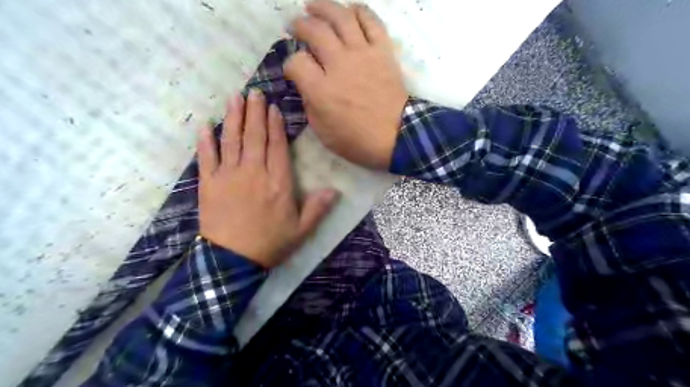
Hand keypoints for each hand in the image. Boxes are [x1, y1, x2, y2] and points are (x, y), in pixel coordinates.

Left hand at [196, 89, 338, 267]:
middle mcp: (254, 172)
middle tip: (254, 92)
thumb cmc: (270, 243)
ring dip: (233, 118)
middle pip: (255, 137)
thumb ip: (318, 208)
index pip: (277, 146)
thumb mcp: (301, 230)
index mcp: (278, 182)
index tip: (273, 107)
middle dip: (254, 112)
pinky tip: (205, 125)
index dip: (275, 125)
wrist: (232, 261)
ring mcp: (229, 176)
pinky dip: (205, 141)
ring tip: (234, 98)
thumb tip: (335, 190)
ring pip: (232, 141)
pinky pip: (206, 158)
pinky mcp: (209, 184)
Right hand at [282, 0, 405, 168]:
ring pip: (341, 17)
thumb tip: (306, 85)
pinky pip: (371, 21)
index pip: (295, 62)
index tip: (293, 70)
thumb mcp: (323, 132)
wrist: (396, 137)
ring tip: (313, 6)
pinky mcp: (383, 52)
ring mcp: (363, 54)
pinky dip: (359, 11)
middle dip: (299, 25)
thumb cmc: (358, 141)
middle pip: (314, 30)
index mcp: (321, 90)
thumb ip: (310, 105)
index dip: (290, 64)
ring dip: (323, 7)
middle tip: (295, 26)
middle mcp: (339, 65)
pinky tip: (349, 11)